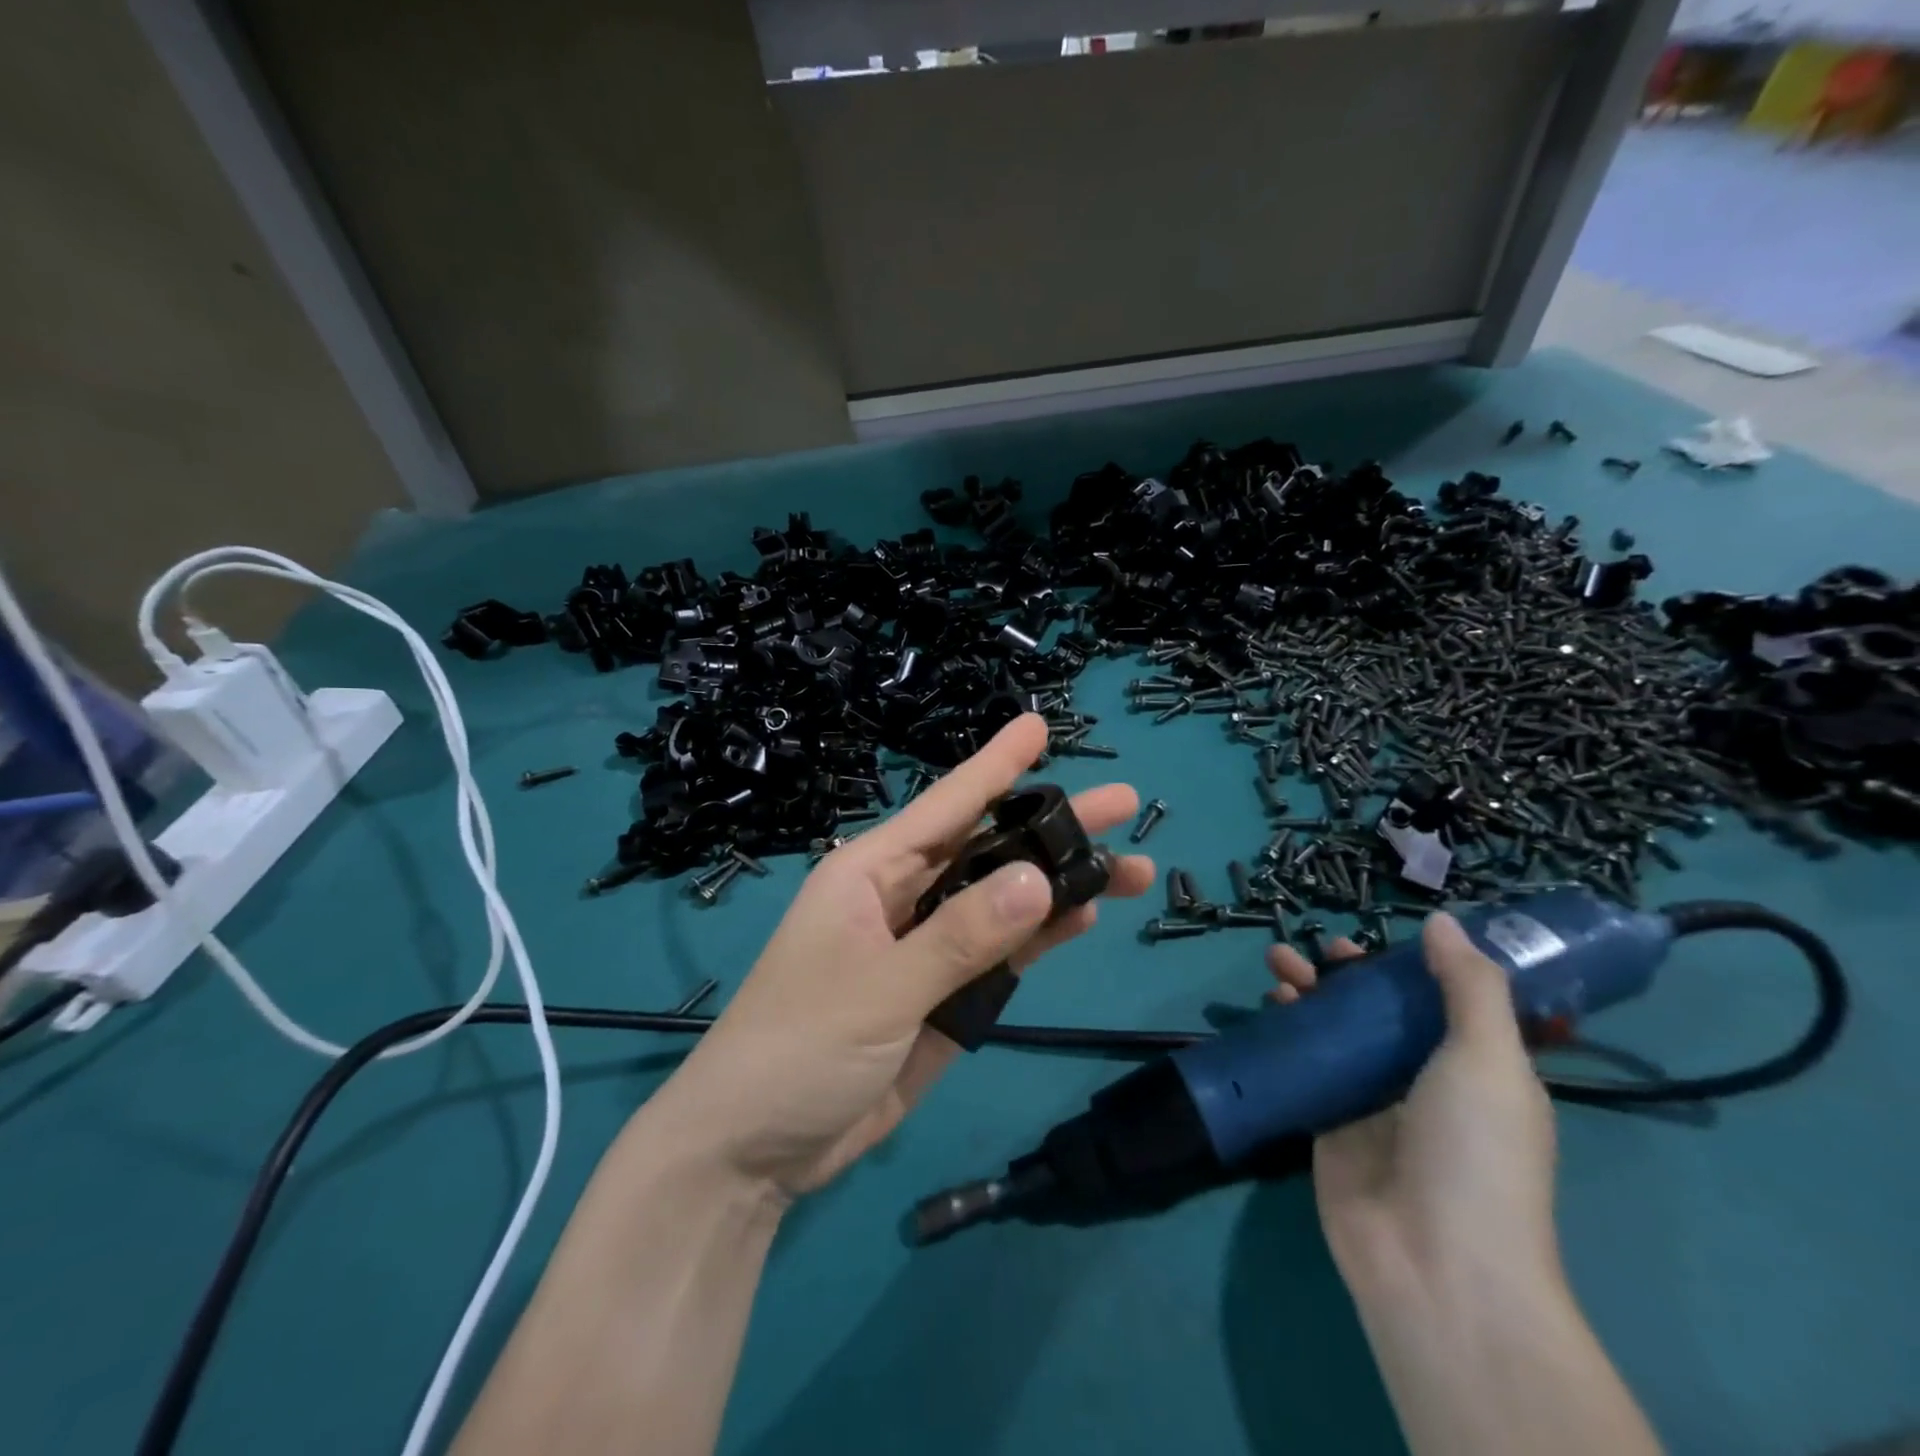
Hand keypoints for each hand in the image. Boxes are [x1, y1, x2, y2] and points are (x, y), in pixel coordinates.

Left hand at [653, 714, 1151, 1200]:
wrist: (755, 1151)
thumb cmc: (799, 1049)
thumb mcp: (880, 987)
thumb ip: (961, 936)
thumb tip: (1039, 877)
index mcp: (870, 873)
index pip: (946, 806)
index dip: (995, 765)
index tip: (1038, 726)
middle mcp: (903, 897)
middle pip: (988, 850)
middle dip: (1052, 825)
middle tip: (1123, 803)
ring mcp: (927, 949)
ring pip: (1003, 902)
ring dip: (1060, 886)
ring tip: (1132, 869)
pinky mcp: (944, 996)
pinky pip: (1001, 954)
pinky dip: (1041, 937)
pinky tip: (1085, 918)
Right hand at [1266, 916, 1560, 1304]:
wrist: (1434, 1264)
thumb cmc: (1474, 1152)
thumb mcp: (1489, 1060)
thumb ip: (1470, 987)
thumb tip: (1445, 922)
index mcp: (1477, 1068)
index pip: (1441, 1000)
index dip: (1408, 964)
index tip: (1375, 935)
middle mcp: (1425, 1080)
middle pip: (1380, 1011)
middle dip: (1347, 973)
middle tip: (1316, 947)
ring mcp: (1373, 1102)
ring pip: (1337, 1031)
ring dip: (1310, 992)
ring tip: (1278, 963)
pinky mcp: (1328, 1122)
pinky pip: (1307, 1064)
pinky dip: (1287, 1031)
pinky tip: (1269, 1006)